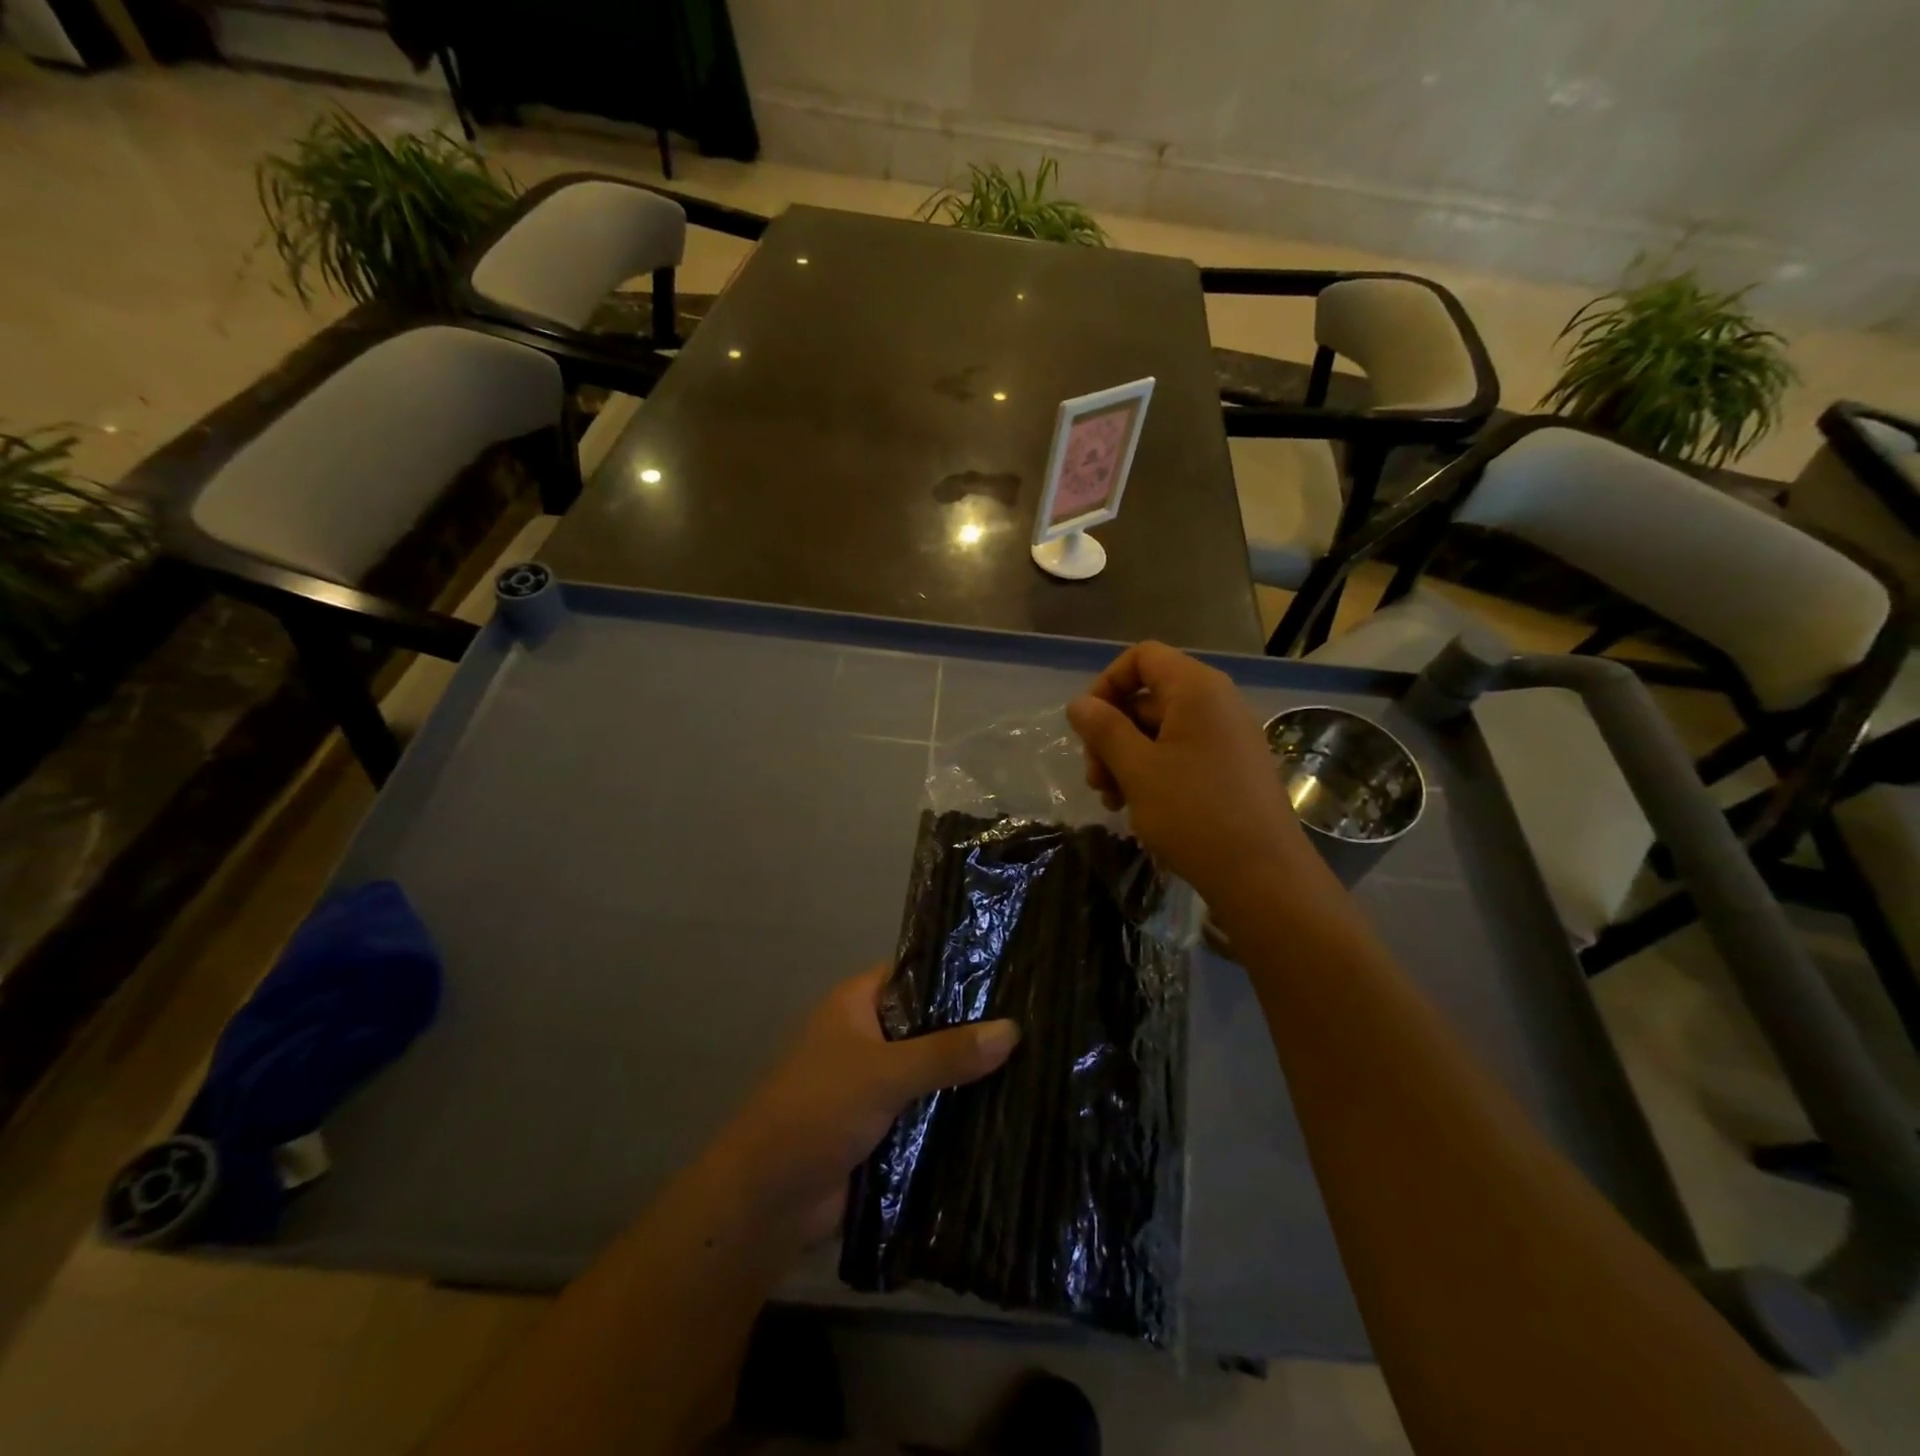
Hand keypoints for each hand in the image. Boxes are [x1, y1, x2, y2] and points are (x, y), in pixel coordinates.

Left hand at [720, 967, 1019, 1244]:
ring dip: (968, 1074)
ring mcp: (876, 1082)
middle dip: (972, 1029)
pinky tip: (1008, 1110)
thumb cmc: (817, 1110)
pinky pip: (928, 1109)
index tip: (1011, 976)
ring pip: (932, 1069)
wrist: (768, 1201)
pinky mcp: (884, 1126)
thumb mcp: (883, 1073)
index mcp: (857, 1004)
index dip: (958, 973)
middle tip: (1037, 1023)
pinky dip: (957, 1111)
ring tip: (1036, 1062)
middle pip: (929, 1023)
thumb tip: (1013, 1029)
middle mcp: (868, 1036)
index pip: (915, 973)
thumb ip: (946, 1053)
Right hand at [1066, 641, 1328, 912]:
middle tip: (1094, 777)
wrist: (1262, 876)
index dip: (1107, 683)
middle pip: (1148, 697)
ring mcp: (1227, 736)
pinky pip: (1182, 753)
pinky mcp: (1232, 768)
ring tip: (1111, 800)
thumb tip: (1079, 704)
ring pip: (1160, 730)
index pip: (1142, 657)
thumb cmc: (1194, 814)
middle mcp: (1217, 703)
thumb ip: (1104, 729)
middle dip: (1111, 733)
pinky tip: (1137, 807)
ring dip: (1126, 758)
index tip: (1087, 725)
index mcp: (1197, 689)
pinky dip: (1153, 771)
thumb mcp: (1137, 769)